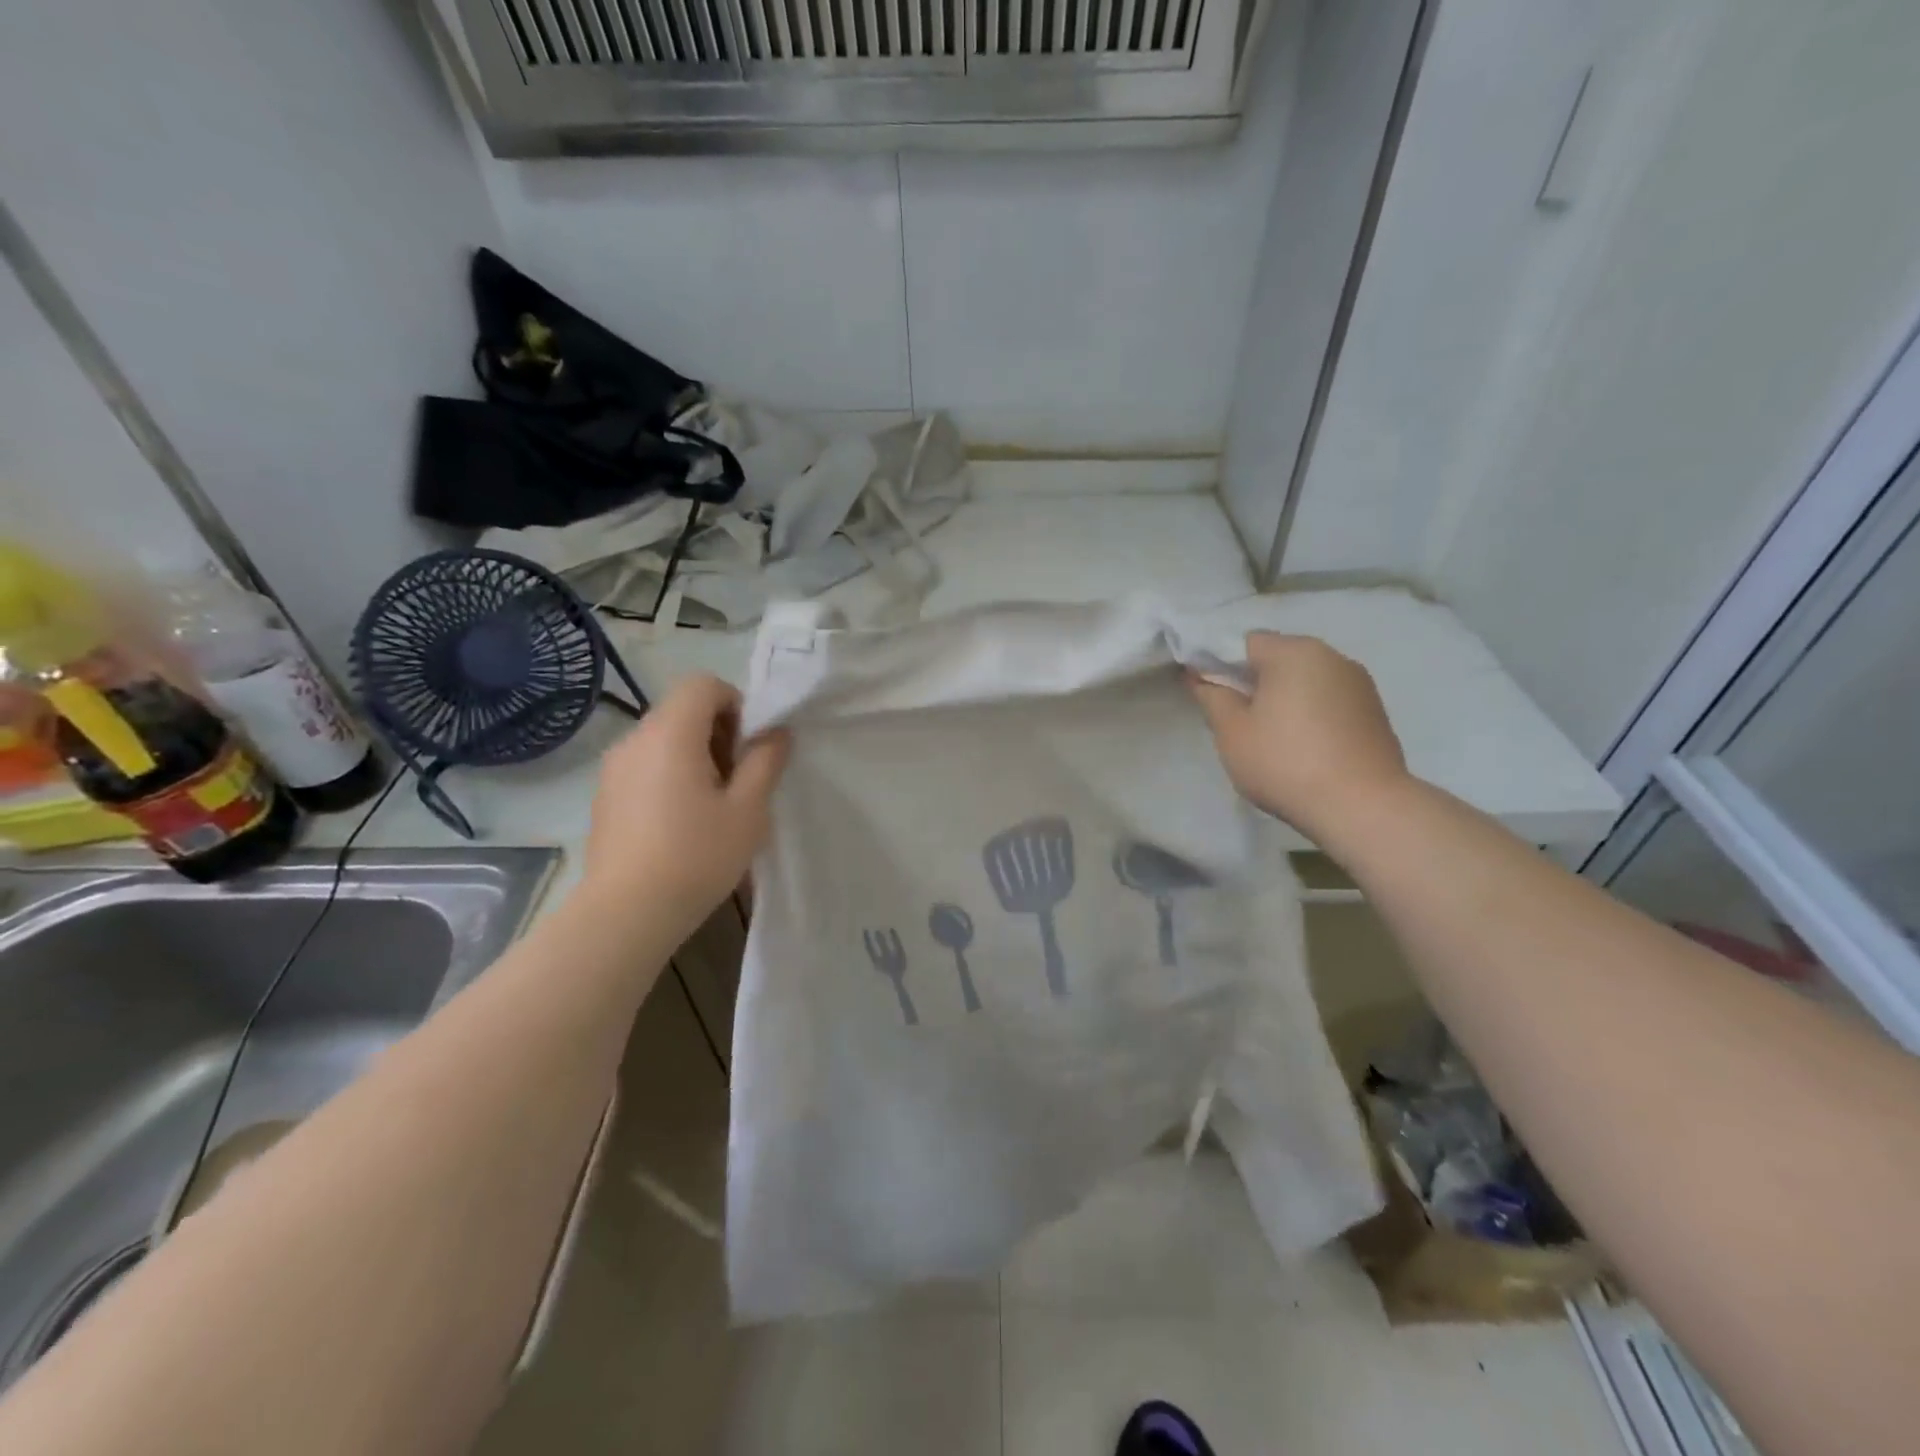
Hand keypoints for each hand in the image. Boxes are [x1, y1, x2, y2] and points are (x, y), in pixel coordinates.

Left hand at [578, 675, 790, 945]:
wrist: (626, 914)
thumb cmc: (696, 855)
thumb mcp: (748, 809)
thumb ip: (766, 761)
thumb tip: (776, 732)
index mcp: (670, 733)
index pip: (703, 684)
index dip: (736, 703)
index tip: (750, 747)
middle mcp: (635, 739)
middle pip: (683, 710)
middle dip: (719, 732)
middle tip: (739, 780)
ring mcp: (613, 768)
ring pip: (664, 739)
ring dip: (695, 756)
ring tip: (712, 805)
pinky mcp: (604, 796)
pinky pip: (645, 765)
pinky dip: (670, 776)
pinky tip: (681, 823)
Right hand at [1187, 632, 1408, 842]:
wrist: (1362, 807)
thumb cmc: (1285, 762)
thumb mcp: (1232, 732)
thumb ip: (1212, 696)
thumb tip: (1200, 676)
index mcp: (1294, 652)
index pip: (1244, 643)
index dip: (1220, 665)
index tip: (1210, 696)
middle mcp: (1331, 656)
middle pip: (1278, 658)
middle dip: (1254, 682)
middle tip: (1238, 722)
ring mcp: (1359, 683)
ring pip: (1305, 680)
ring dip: (1284, 698)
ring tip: (1273, 738)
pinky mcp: (1374, 711)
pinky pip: (1328, 700)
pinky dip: (1311, 714)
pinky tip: (1304, 747)